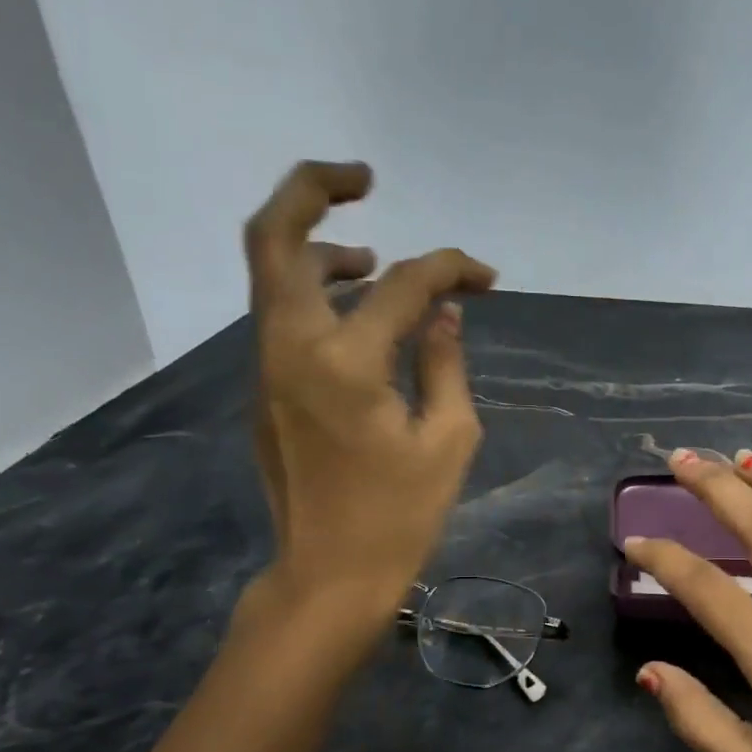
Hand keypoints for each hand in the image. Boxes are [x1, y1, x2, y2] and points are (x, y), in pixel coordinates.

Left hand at [240, 161, 496, 628]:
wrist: (329, 573)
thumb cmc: (400, 516)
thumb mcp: (448, 440)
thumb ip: (445, 362)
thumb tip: (442, 314)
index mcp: (345, 362)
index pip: (402, 283)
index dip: (450, 268)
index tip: (486, 278)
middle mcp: (291, 346)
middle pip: (275, 236)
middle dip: (314, 189)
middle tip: (363, 178)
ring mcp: (267, 365)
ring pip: (271, 272)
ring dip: (319, 246)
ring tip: (373, 258)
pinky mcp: (265, 387)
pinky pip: (283, 313)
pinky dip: (317, 291)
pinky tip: (361, 315)